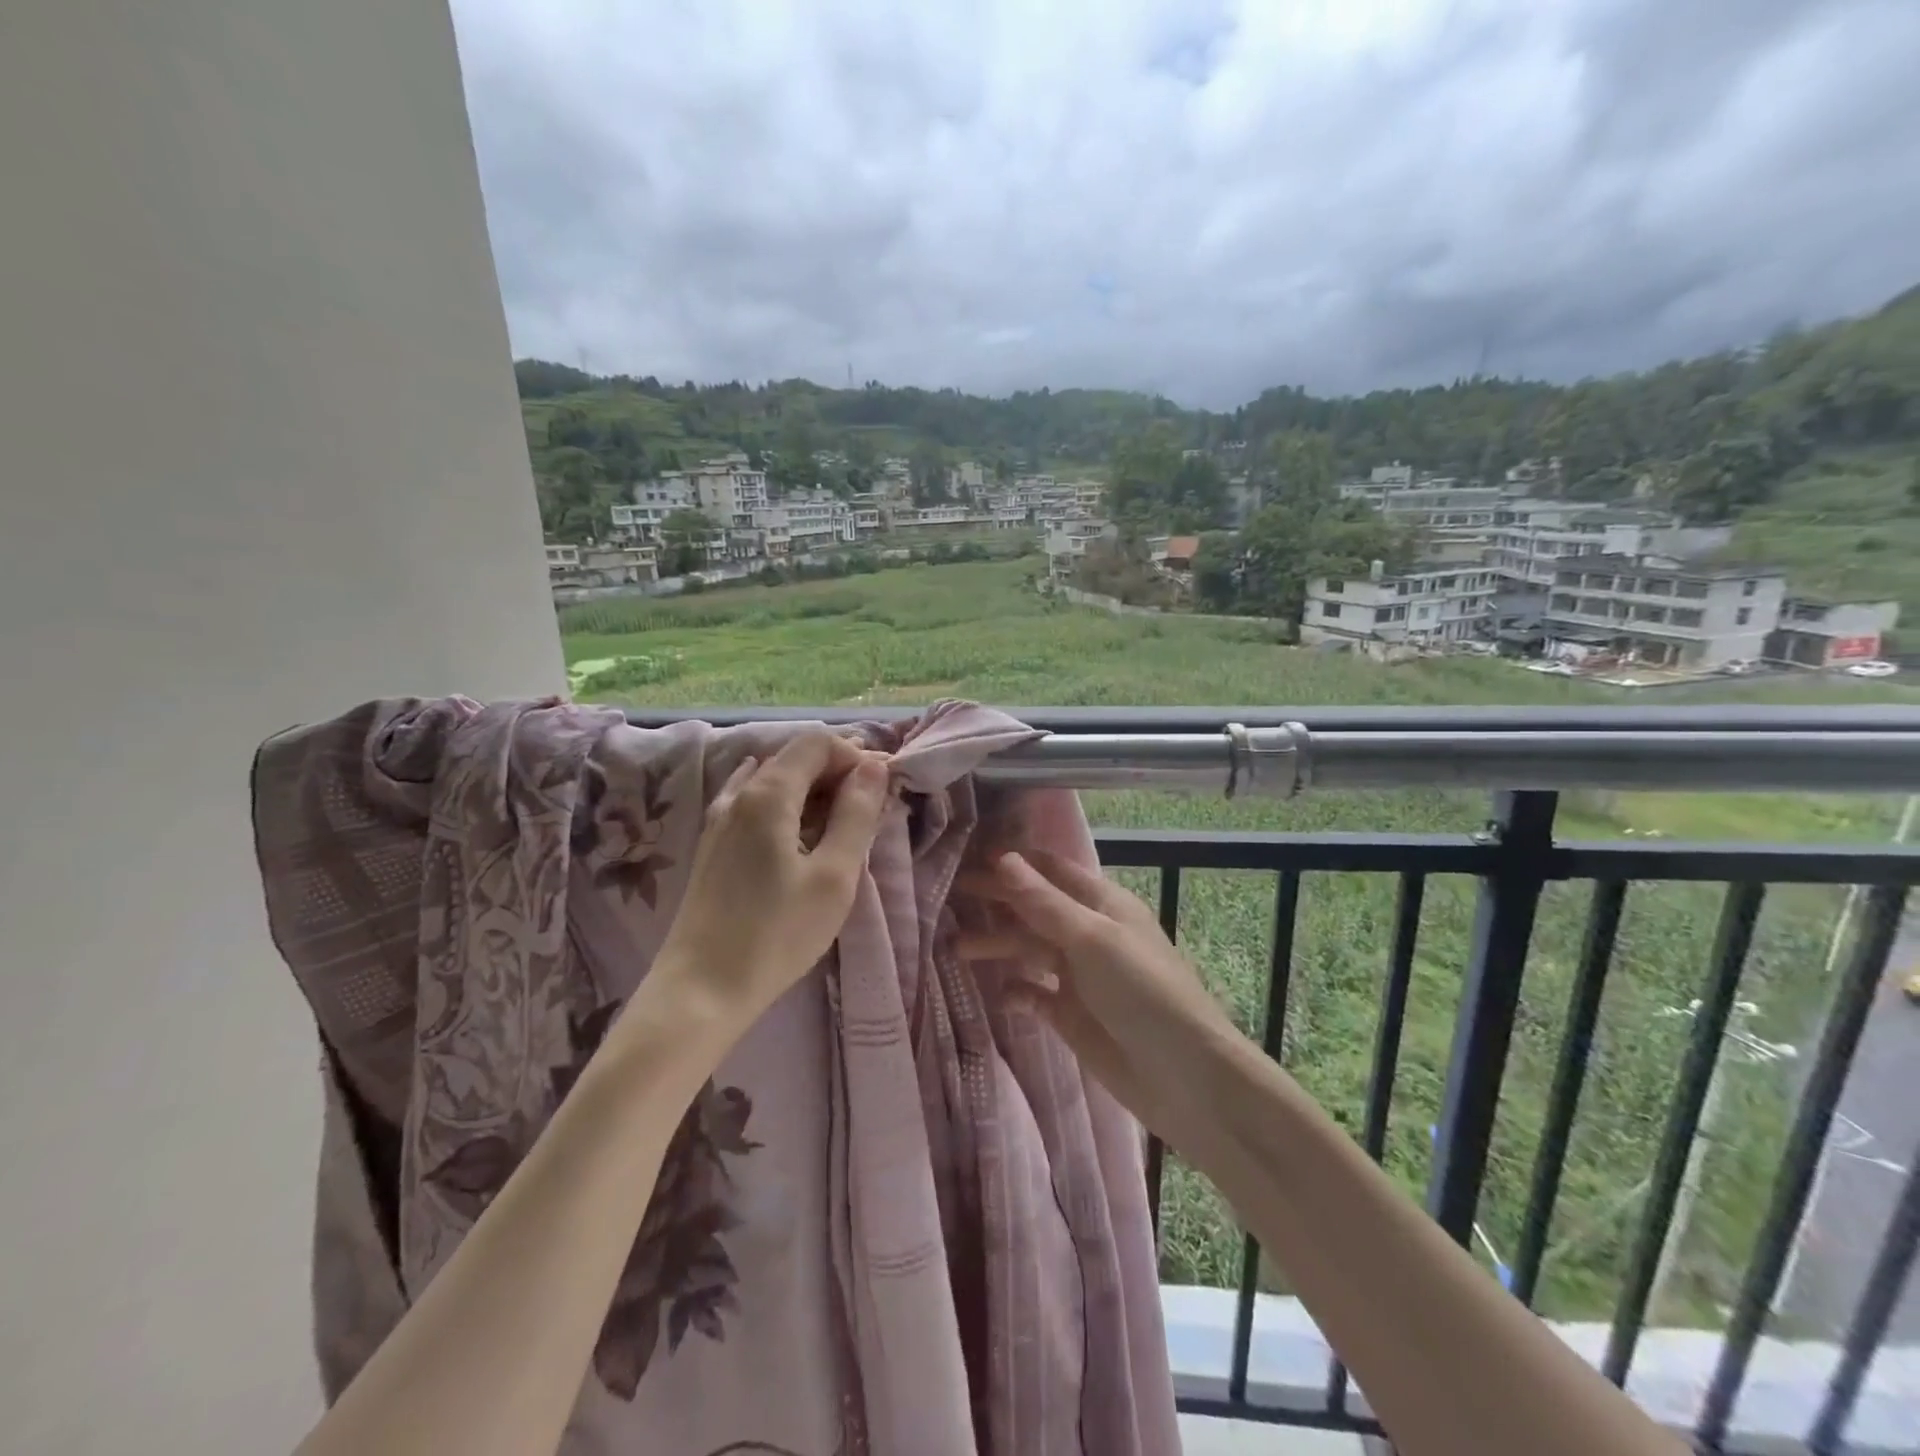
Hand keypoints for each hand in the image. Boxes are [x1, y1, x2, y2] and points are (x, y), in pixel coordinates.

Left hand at [651, 733, 890, 1035]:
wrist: (701, 990)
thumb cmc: (776, 934)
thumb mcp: (834, 875)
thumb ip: (856, 814)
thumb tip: (873, 767)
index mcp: (768, 793)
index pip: (816, 743)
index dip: (854, 755)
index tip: (880, 791)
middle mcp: (739, 794)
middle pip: (794, 758)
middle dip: (838, 773)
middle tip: (870, 813)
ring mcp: (720, 819)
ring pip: (776, 782)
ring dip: (815, 793)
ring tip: (842, 830)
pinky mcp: (714, 846)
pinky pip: (757, 806)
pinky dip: (788, 810)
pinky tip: (800, 837)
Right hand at [959, 849, 1233, 1135]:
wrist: (1185, 1078)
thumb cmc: (1143, 992)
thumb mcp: (1092, 940)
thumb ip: (1044, 902)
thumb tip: (1002, 857)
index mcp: (1102, 904)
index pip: (1051, 871)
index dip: (1014, 862)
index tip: (968, 855)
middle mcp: (1088, 933)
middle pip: (1033, 909)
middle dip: (995, 901)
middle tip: (948, 897)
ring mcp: (1079, 976)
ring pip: (1029, 950)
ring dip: (997, 945)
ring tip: (955, 947)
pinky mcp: (1071, 1015)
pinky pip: (1034, 994)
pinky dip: (1016, 991)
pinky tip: (999, 994)